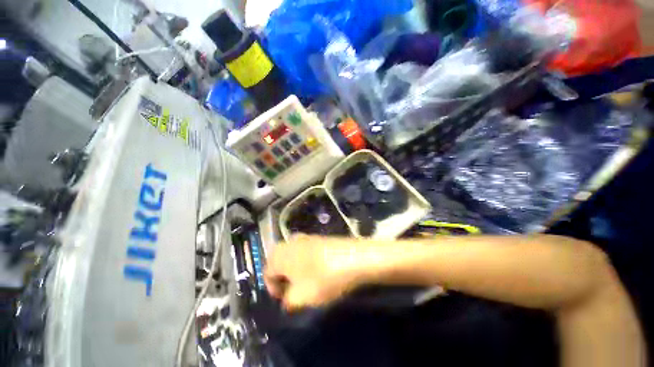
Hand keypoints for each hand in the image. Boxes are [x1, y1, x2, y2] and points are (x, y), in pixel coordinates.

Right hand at [264, 235, 367, 310]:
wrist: (353, 257)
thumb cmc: (323, 278)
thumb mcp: (300, 298)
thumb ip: (288, 301)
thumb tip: (288, 299)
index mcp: (279, 253)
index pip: (267, 273)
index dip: (273, 290)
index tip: (285, 301)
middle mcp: (290, 241)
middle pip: (279, 263)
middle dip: (284, 279)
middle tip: (295, 292)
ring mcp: (305, 237)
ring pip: (292, 257)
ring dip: (295, 271)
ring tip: (307, 283)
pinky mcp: (318, 238)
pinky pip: (305, 252)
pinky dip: (306, 263)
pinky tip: (318, 271)